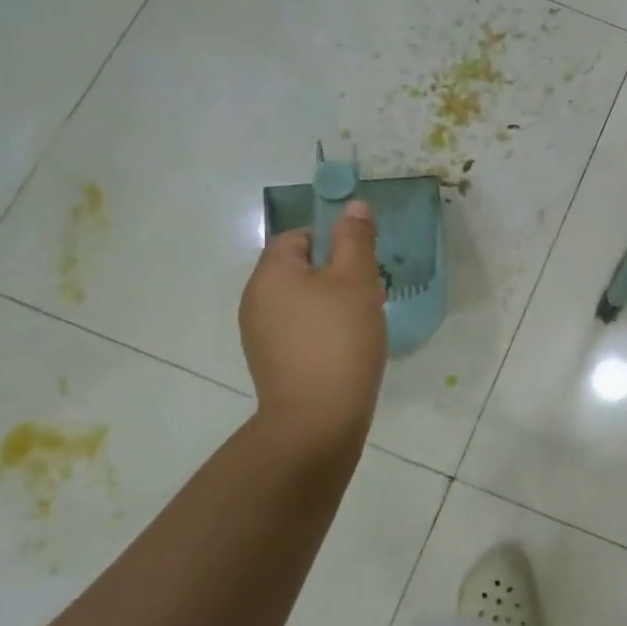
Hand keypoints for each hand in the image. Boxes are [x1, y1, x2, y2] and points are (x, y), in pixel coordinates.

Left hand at [238, 201, 386, 452]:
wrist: (318, 419)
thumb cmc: (339, 339)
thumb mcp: (356, 280)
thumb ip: (355, 239)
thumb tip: (353, 205)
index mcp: (271, 274)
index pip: (298, 236)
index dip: (333, 240)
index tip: (363, 261)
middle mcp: (256, 300)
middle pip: (300, 268)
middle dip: (338, 273)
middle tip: (370, 291)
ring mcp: (261, 335)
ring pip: (303, 300)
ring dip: (334, 302)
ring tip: (364, 320)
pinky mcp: (273, 363)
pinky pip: (301, 330)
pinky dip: (324, 329)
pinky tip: (350, 346)